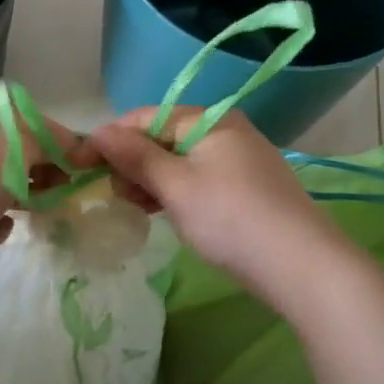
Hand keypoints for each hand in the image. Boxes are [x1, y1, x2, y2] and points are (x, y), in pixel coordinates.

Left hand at [0, 106, 88, 254]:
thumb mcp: (16, 149)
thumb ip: (47, 143)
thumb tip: (69, 146)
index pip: (28, 122)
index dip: (58, 141)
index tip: (82, 167)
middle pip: (13, 155)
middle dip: (41, 173)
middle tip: (62, 194)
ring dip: (20, 200)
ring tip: (36, 215)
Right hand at [88, 108, 340, 293]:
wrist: (303, 266)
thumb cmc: (230, 218)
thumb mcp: (175, 185)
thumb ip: (134, 156)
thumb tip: (96, 132)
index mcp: (209, 120)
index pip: (146, 117)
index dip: (110, 138)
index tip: (80, 164)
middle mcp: (226, 130)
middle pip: (163, 137)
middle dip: (131, 162)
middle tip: (110, 193)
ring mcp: (240, 159)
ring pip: (180, 161)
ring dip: (151, 180)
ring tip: (132, 206)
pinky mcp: (248, 188)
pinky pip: (199, 179)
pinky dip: (175, 192)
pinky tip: (161, 212)